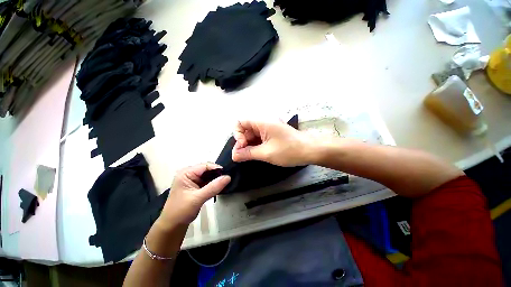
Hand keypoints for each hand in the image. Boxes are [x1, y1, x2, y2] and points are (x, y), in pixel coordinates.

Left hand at [159, 163, 230, 226]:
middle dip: (217, 173)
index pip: (205, 166)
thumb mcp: (197, 198)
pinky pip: (208, 181)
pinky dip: (214, 183)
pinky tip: (221, 186)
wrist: (173, 225)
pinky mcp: (196, 185)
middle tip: (228, 178)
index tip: (228, 174)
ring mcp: (193, 179)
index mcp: (186, 173)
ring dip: (216, 178)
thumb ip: (213, 187)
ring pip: (209, 175)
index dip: (217, 168)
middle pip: (208, 169)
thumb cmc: (181, 211)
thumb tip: (228, 177)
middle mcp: (189, 173)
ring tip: (226, 182)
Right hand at [232, 120, 313, 166]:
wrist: (310, 150)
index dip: (237, 134)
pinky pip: (259, 139)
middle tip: (242, 157)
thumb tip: (234, 155)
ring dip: (248, 146)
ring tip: (248, 158)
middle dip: (242, 143)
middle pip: (245, 130)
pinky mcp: (272, 135)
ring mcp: (268, 129)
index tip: (242, 146)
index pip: (241, 122)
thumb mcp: (266, 153)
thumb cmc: (289, 150)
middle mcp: (264, 123)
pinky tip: (255, 154)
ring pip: (252, 135)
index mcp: (262, 122)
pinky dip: (255, 146)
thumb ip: (248, 153)